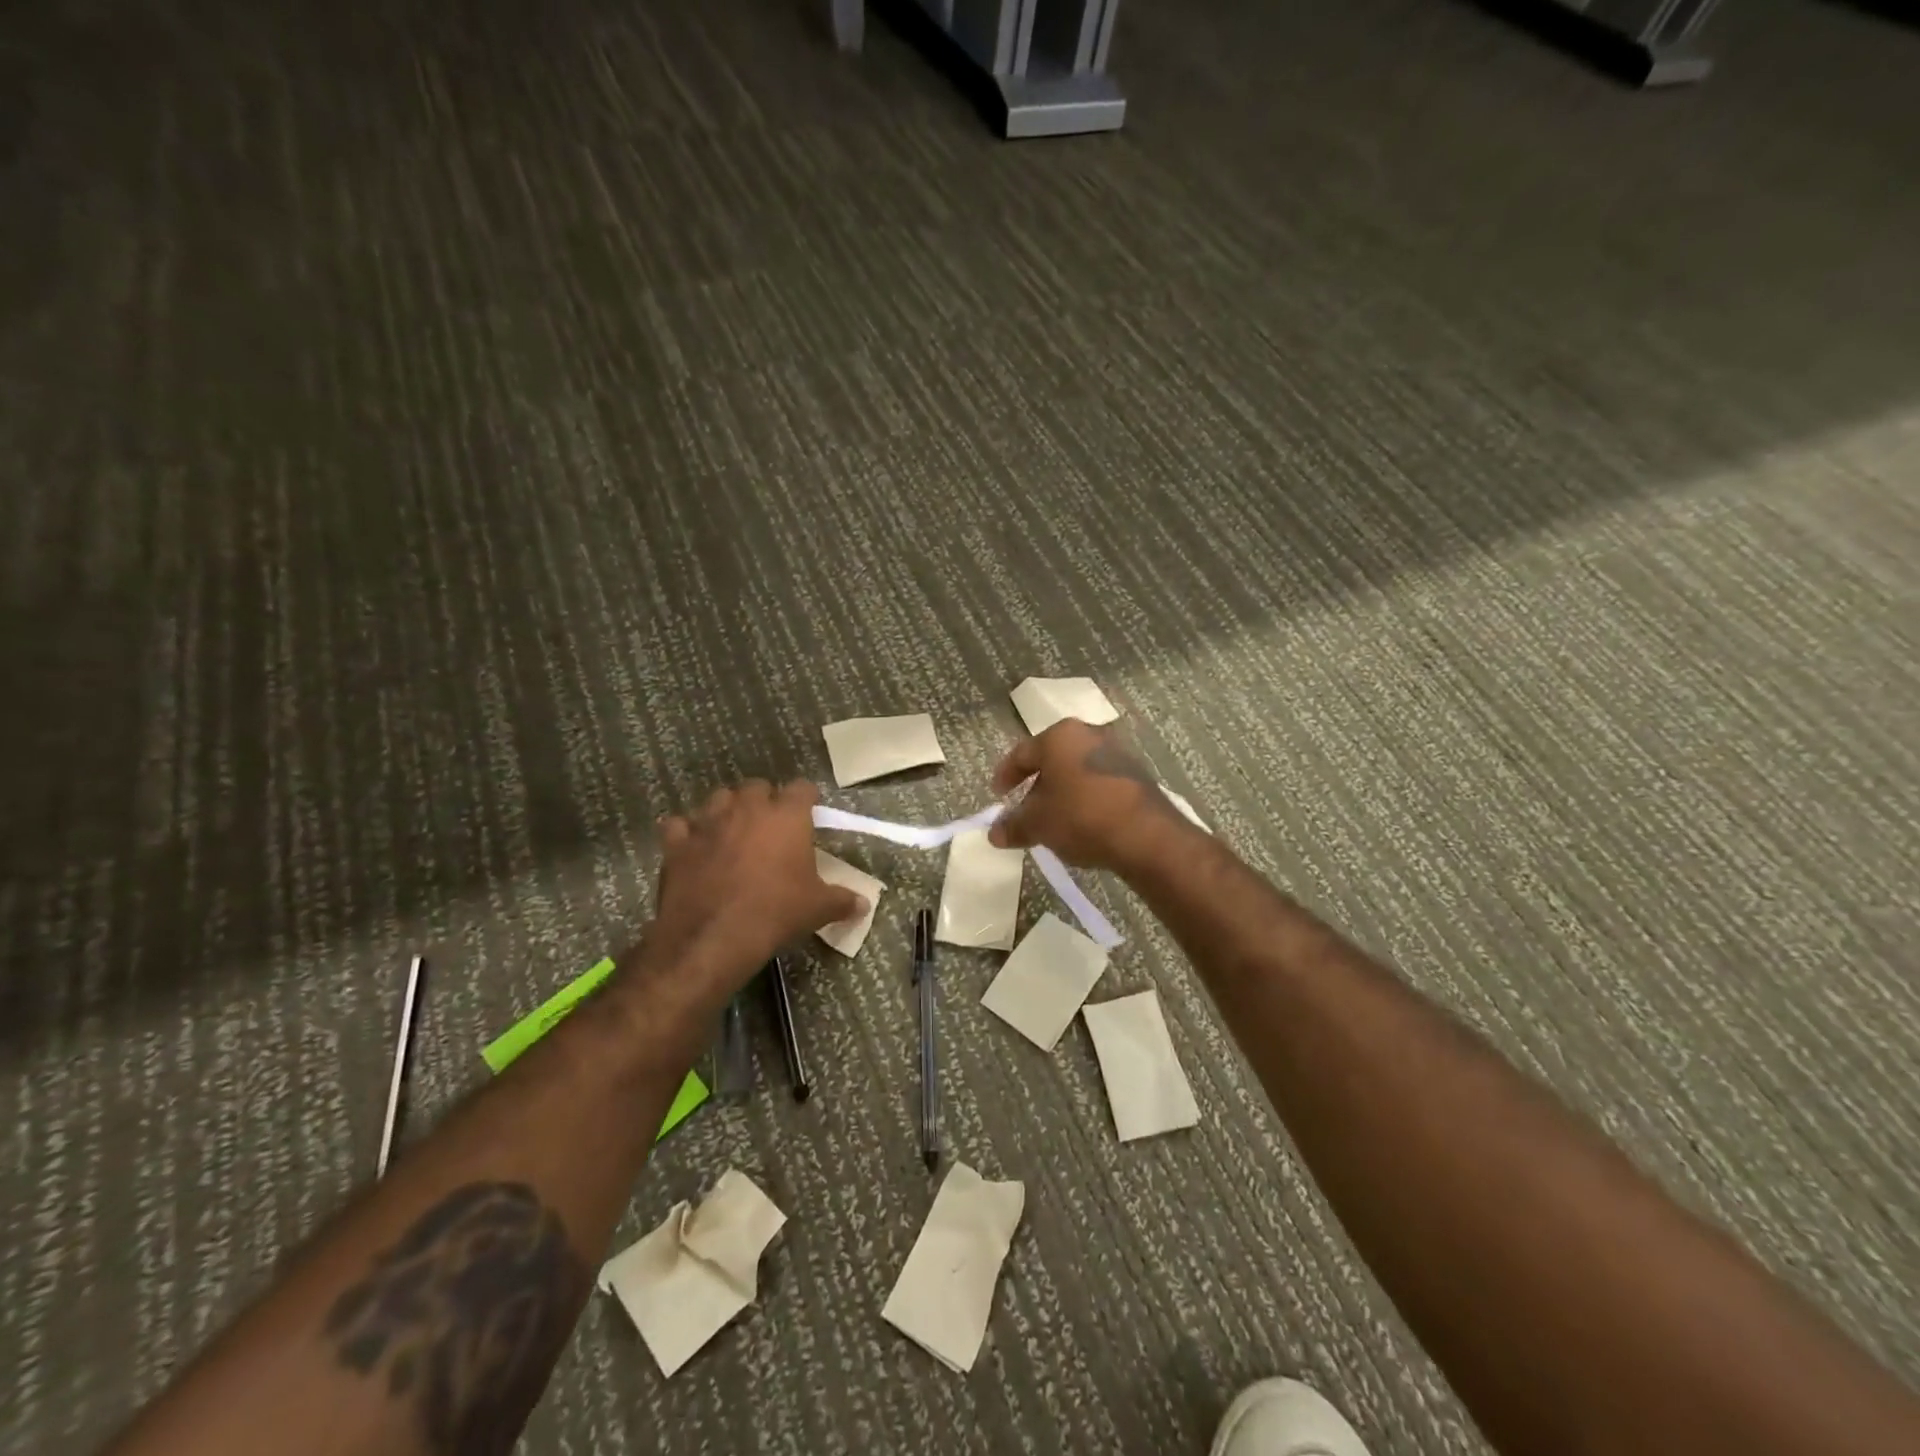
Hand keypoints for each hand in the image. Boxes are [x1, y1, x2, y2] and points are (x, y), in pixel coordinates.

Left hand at [650, 780, 864, 1004]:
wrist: (713, 937)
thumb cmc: (775, 913)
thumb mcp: (817, 909)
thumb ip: (842, 900)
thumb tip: (863, 904)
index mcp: (786, 816)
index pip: (802, 788)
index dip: (806, 799)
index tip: (809, 813)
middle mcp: (747, 808)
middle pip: (757, 786)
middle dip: (764, 800)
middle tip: (770, 826)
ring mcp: (708, 822)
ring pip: (718, 798)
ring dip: (726, 809)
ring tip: (732, 831)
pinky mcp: (677, 843)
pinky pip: (679, 825)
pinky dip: (686, 832)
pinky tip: (692, 847)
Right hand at [987, 721, 1197, 873]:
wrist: (1146, 835)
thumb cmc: (1080, 817)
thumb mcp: (1038, 824)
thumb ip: (1013, 826)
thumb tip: (994, 833)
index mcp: (1059, 735)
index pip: (1021, 753)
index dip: (1005, 776)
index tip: (998, 796)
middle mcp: (1088, 734)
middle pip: (1051, 759)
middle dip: (1036, 785)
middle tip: (1024, 810)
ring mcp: (1116, 752)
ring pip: (1076, 770)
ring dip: (1062, 792)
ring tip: (1053, 820)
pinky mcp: (1136, 774)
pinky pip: (1099, 782)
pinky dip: (1085, 798)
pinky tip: (1082, 822)